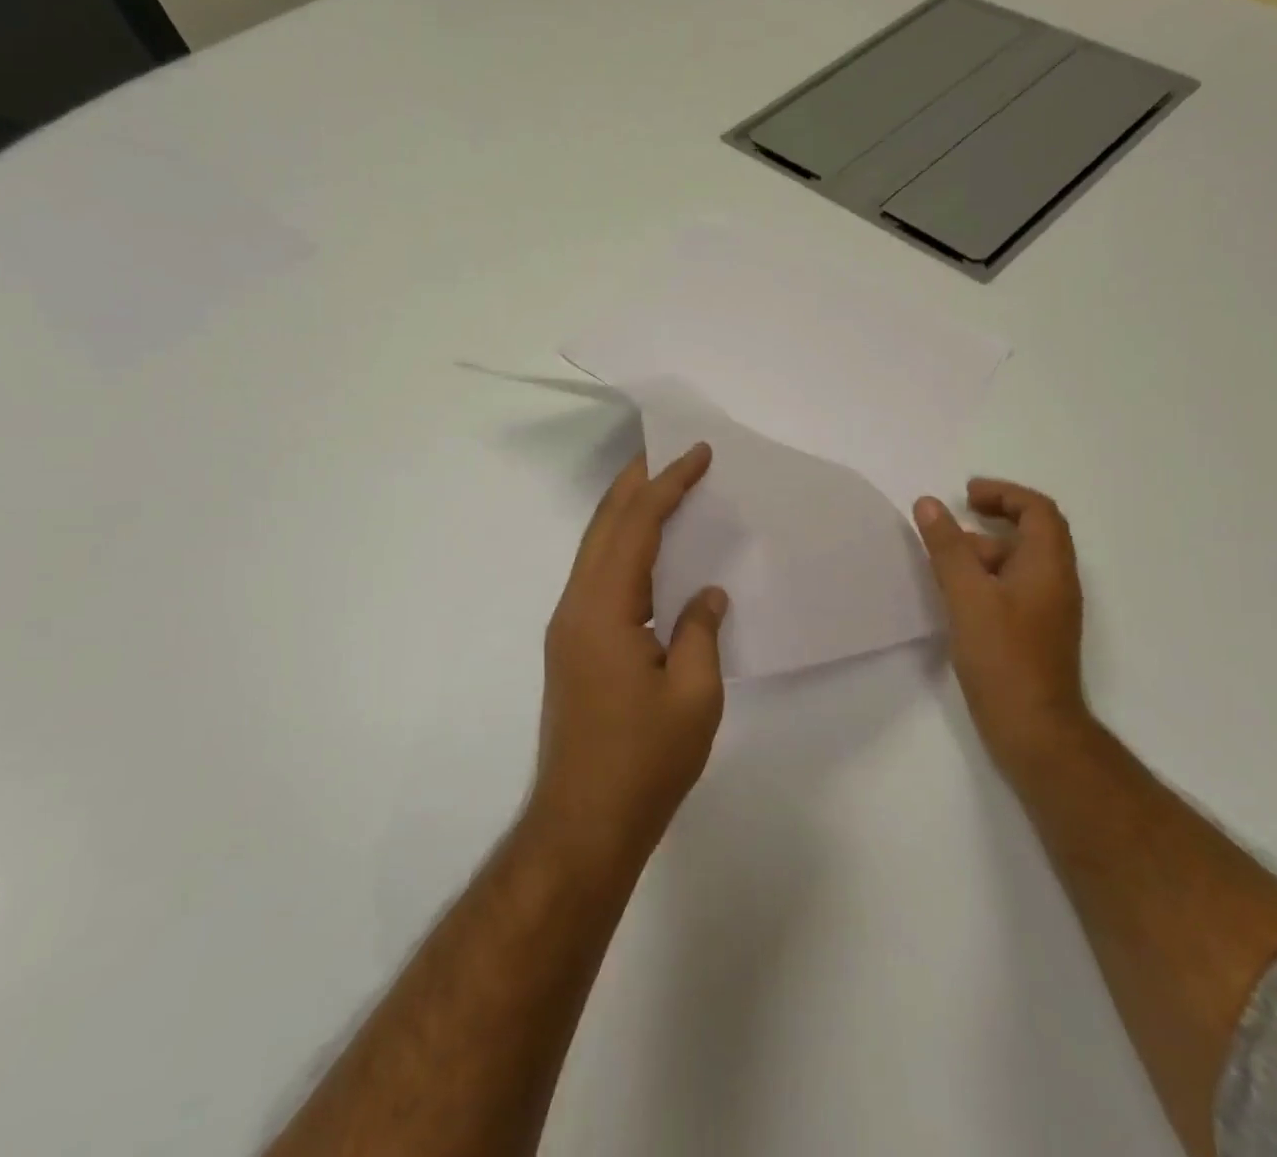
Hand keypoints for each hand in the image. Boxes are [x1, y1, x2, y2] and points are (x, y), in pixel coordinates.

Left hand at [532, 445, 728, 869]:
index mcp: (603, 608)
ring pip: (596, 549)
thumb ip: (701, 632)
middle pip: (604, 525)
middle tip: (670, 452)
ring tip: (663, 488)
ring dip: (628, 513)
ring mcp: (569, 627)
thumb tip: (708, 594)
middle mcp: (576, 606)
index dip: (668, 484)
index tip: (698, 454)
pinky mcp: (573, 647)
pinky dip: (625, 549)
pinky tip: (651, 554)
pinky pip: (599, 577)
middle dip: (637, 483)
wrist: (583, 825)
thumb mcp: (694, 695)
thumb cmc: (643, 762)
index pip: (636, 526)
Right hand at [913, 479, 1088, 770]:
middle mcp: (1055, 582)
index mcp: (1048, 566)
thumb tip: (929, 503)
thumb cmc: (1003, 656)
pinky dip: (985, 579)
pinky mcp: (1034, 633)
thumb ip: (948, 547)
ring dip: (984, 553)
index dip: (1004, 494)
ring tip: (942, 564)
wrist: (1034, 729)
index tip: (966, 495)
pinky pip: (1012, 589)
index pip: (1038, 511)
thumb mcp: (968, 595)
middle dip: (990, 522)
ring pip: (1019, 564)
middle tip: (949, 528)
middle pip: (1031, 534)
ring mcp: (1047, 610)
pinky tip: (955, 597)